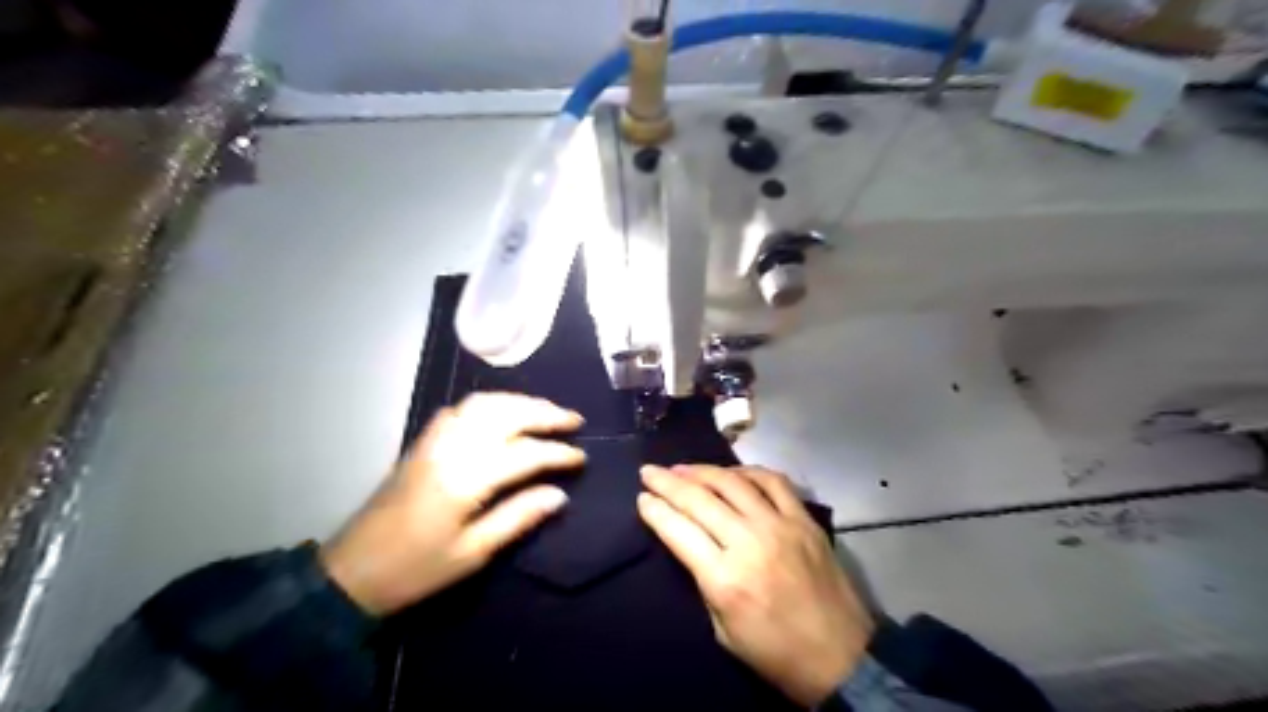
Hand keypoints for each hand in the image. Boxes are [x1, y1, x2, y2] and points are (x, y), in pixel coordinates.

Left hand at [323, 392, 585, 613]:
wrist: (352, 572)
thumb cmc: (416, 570)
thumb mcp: (472, 553)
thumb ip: (518, 518)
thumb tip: (559, 495)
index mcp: (466, 480)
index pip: (524, 454)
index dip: (557, 453)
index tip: (581, 458)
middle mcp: (451, 450)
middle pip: (506, 415)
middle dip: (544, 413)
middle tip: (573, 420)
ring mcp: (434, 442)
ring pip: (483, 404)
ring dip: (519, 402)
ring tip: (545, 411)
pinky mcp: (422, 443)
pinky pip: (458, 410)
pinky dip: (487, 404)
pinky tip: (499, 413)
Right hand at [640, 465, 877, 703]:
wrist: (842, 657)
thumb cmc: (776, 654)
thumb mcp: (723, 631)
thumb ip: (705, 581)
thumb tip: (691, 543)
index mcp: (725, 579)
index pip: (678, 530)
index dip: (655, 510)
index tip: (642, 498)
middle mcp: (749, 542)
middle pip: (700, 499)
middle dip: (667, 482)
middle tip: (649, 471)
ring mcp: (780, 526)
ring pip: (732, 482)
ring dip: (702, 470)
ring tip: (682, 468)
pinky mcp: (804, 520)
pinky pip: (772, 481)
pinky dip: (747, 472)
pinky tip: (731, 473)